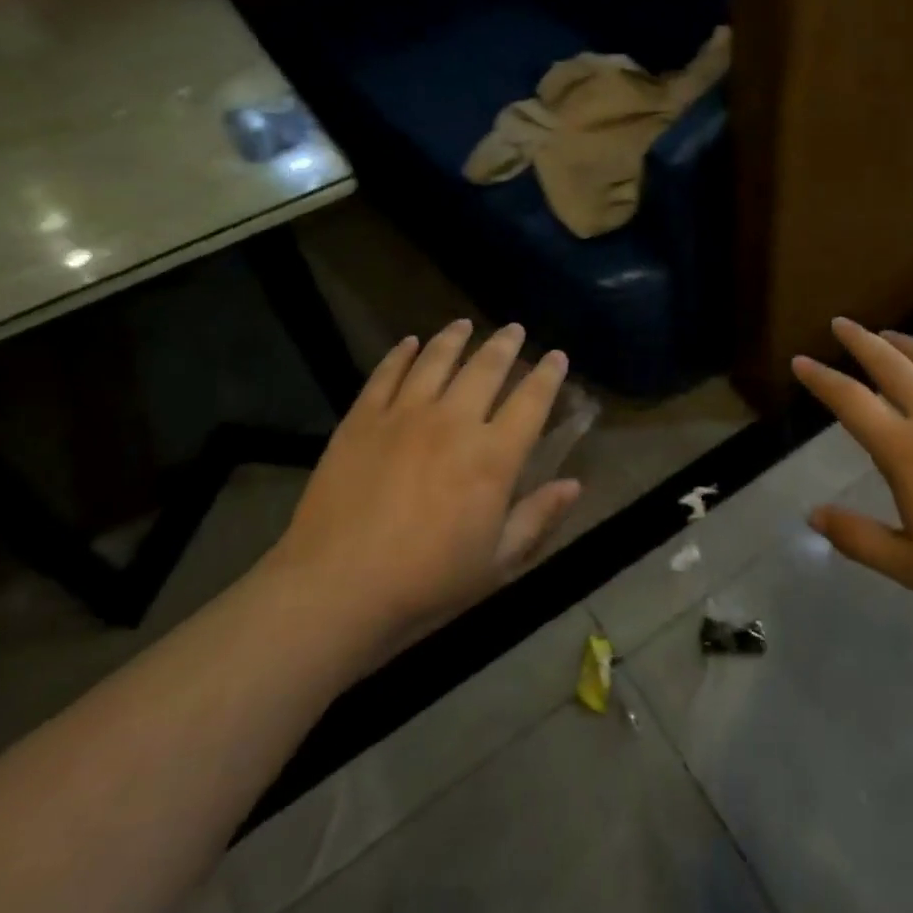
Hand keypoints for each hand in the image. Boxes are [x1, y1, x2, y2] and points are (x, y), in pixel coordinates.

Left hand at [265, 319, 581, 640]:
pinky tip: (410, 343)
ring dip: (455, 338)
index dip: (548, 375)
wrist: (337, 587)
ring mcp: (404, 415)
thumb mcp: (496, 562)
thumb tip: (575, 485)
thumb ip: (538, 518)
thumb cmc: (427, 581)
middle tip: (515, 328)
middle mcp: (454, 422)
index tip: (556, 355)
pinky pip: (386, 374)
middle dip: (505, 345)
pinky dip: (401, 354)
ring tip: (464, 325)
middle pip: (486, 369)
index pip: (531, 402)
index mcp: (492, 456)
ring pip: (436, 360)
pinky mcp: (362, 419)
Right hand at [793, 317, 912, 614]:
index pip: (851, 402)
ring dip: (905, 343)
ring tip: (887, 335)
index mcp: (906, 449)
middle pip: (890, 364)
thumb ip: (858, 538)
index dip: (821, 379)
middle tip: (840, 324)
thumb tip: (812, 515)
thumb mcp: (912, 566)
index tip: (801, 361)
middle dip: (860, 341)